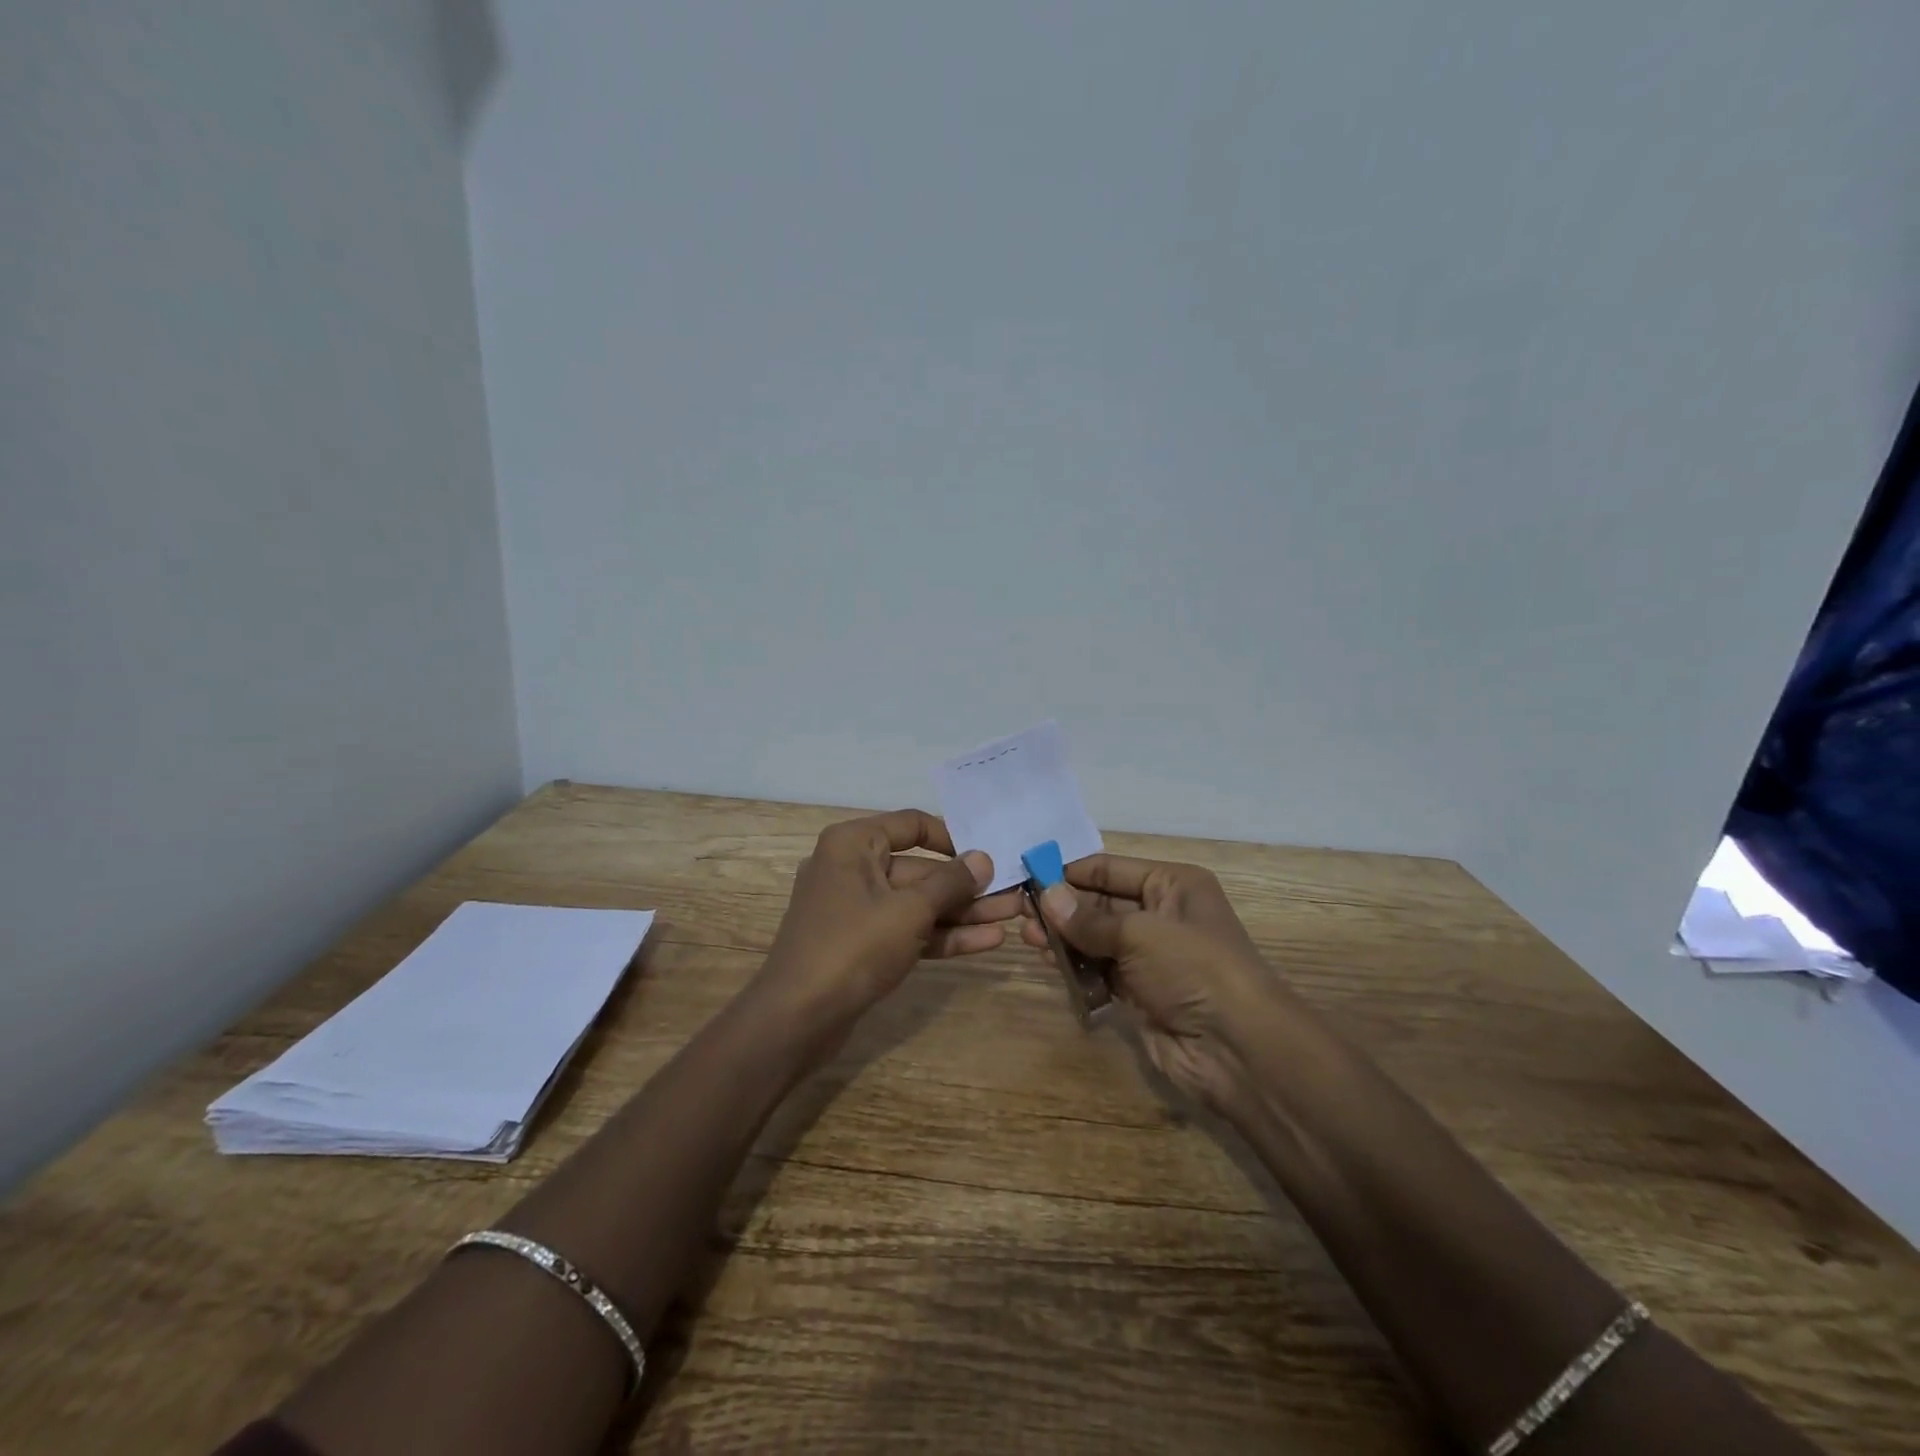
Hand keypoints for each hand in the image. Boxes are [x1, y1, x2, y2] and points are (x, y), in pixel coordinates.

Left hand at [759, 809, 1023, 1035]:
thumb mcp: (909, 910)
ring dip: (962, 912)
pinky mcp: (862, 944)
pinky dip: (942, 935)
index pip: (911, 825)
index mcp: (853, 844)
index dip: (952, 837)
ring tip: (1012, 917)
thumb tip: (983, 859)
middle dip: (967, 886)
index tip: (988, 852)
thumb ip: (950, 883)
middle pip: (920, 869)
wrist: (796, 1020)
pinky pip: (907, 929)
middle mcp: (852, 868)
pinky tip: (986, 941)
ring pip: (917, 904)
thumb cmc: (853, 947)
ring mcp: (856, 909)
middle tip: (1014, 893)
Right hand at [1020, 854, 1285, 1113]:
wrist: (1238, 1048)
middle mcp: (1162, 915)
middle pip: (1101, 903)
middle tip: (1021, 913)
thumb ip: (1088, 918)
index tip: (1029, 875)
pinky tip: (1049, 963)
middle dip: (1063, 907)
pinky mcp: (1141, 992)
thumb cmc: (1194, 968)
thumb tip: (1045, 896)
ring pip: (1097, 938)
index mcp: (1172, 885)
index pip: (1111, 869)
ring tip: (1027, 938)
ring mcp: (1151, 956)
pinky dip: (1077, 967)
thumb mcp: (1140, 933)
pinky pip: (1101, 970)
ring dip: (1065, 937)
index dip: (1071, 872)